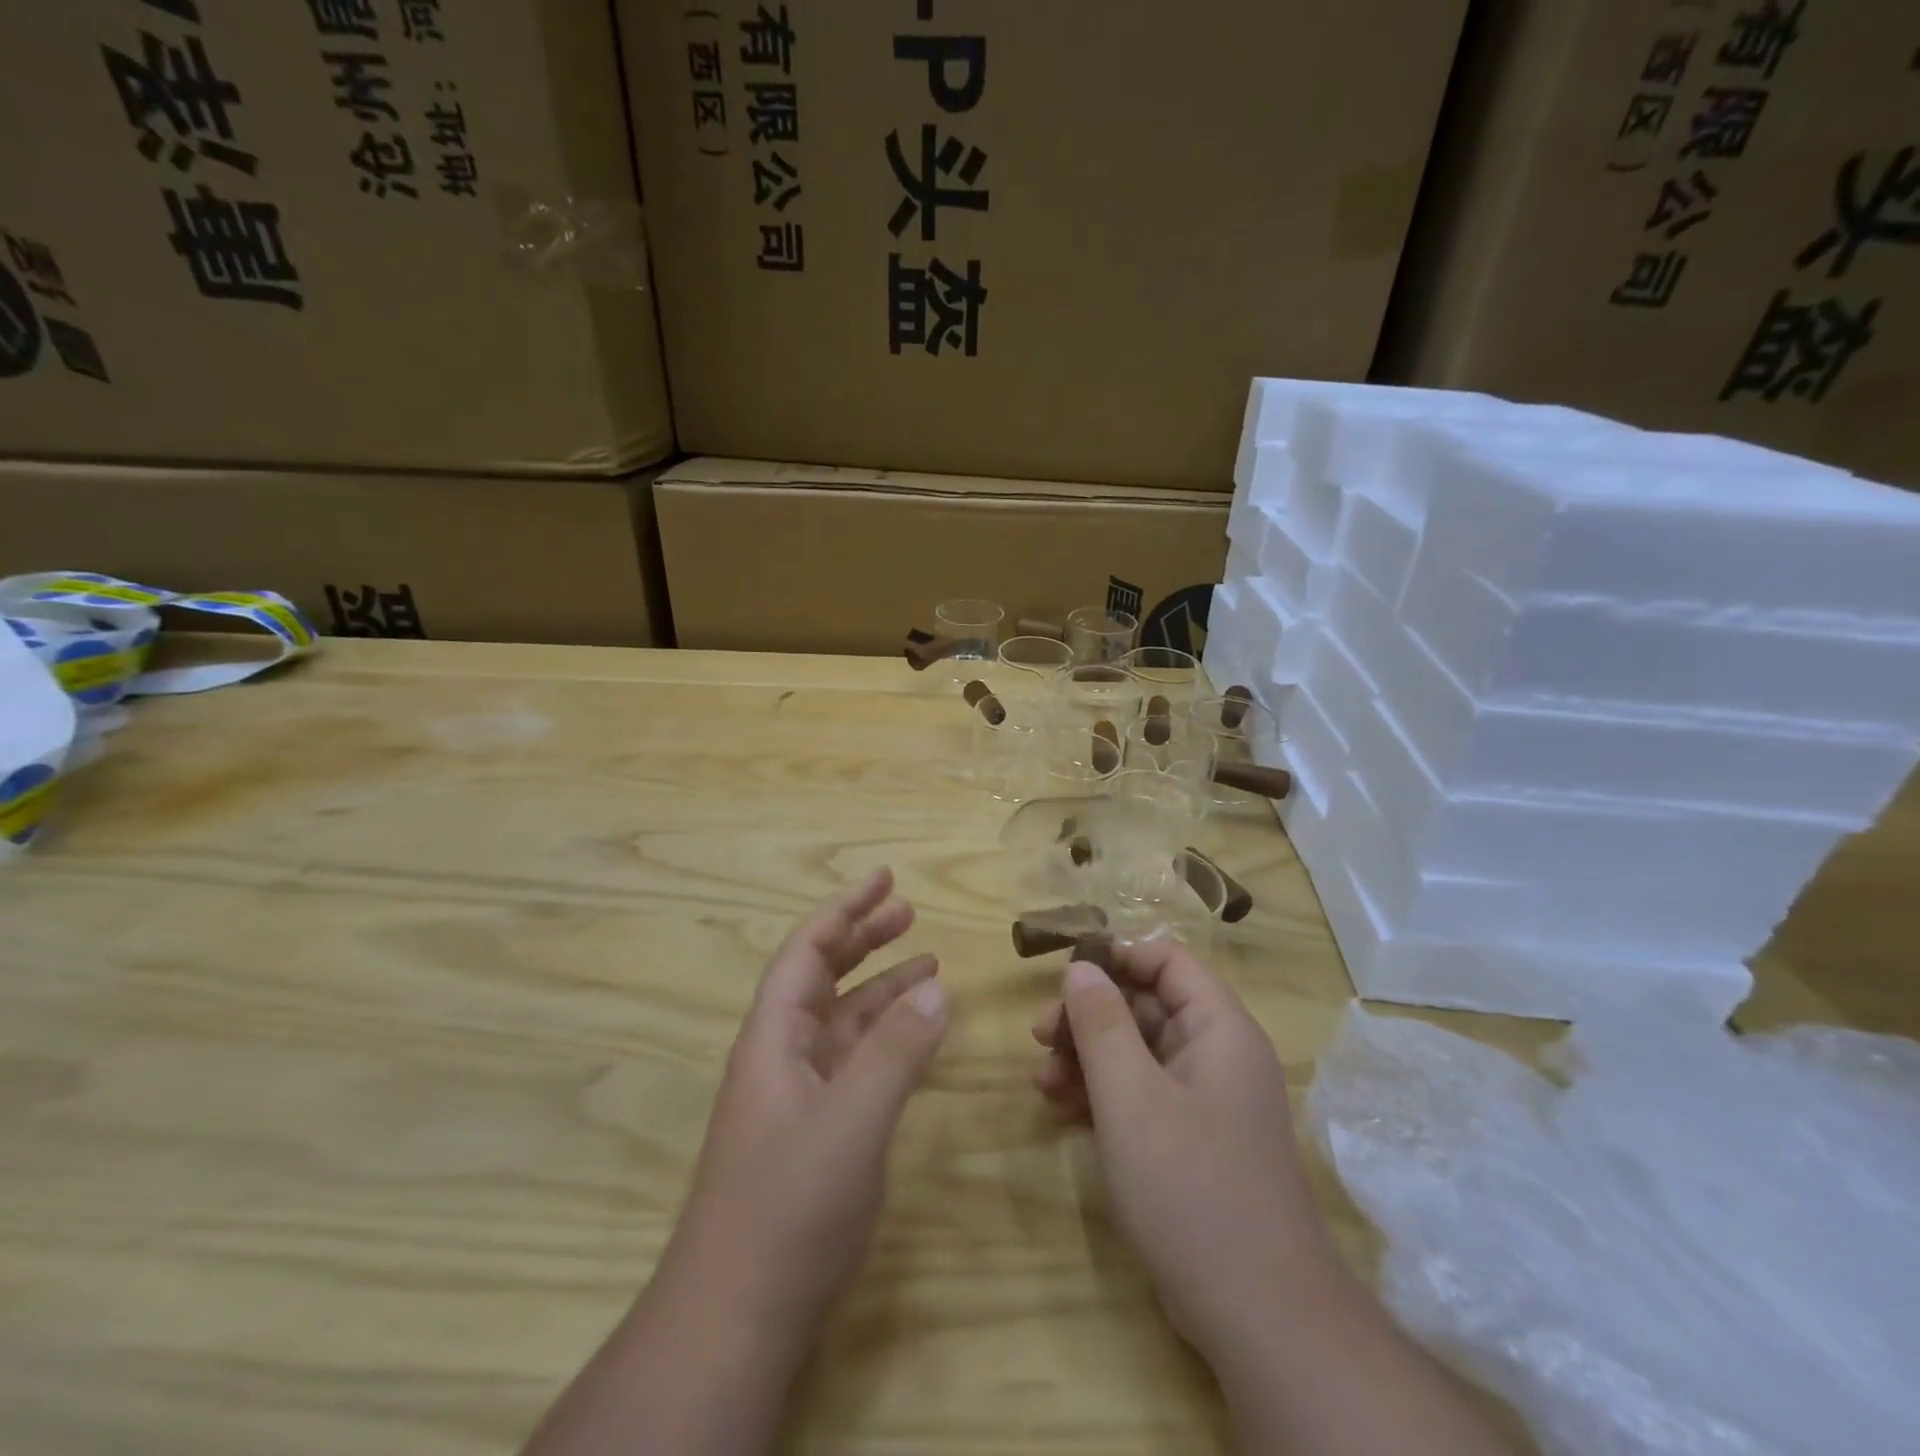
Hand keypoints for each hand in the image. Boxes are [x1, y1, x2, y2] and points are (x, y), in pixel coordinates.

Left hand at [654, 868, 946, 1365]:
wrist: (734, 1320)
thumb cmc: (786, 1209)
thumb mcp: (849, 1123)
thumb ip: (894, 1053)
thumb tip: (936, 988)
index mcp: (773, 1038)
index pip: (807, 951)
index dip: (844, 909)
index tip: (885, 879)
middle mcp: (781, 1056)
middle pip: (822, 978)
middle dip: (863, 940)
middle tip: (909, 913)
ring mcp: (797, 1097)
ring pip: (843, 1022)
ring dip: (882, 990)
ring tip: (929, 968)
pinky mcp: (814, 1133)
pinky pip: (854, 1064)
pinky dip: (886, 1041)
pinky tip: (916, 1040)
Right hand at [1031, 944, 1333, 1359]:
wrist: (1258, 1316)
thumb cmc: (1191, 1186)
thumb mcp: (1131, 1097)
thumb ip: (1102, 1024)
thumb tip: (1081, 967)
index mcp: (1219, 1030)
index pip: (1169, 962)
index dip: (1118, 959)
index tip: (1066, 976)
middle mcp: (1218, 1056)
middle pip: (1148, 1008)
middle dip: (1090, 1017)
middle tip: (1039, 1037)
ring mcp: (1207, 1103)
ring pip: (1140, 1054)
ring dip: (1088, 1059)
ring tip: (1041, 1081)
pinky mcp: (1193, 1144)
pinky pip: (1143, 1097)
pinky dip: (1104, 1096)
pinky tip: (1062, 1110)